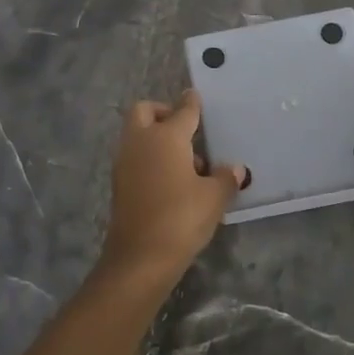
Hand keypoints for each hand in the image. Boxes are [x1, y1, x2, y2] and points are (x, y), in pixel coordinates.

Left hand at [102, 90, 245, 286]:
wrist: (140, 258)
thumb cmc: (181, 218)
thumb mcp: (213, 198)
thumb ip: (224, 178)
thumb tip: (234, 168)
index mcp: (165, 136)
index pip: (182, 111)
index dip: (191, 103)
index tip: (195, 97)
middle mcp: (140, 141)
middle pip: (144, 111)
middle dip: (162, 112)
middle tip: (185, 129)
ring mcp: (125, 162)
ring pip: (138, 135)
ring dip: (157, 138)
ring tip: (188, 165)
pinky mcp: (119, 183)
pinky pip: (135, 157)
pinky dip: (150, 159)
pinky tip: (172, 181)